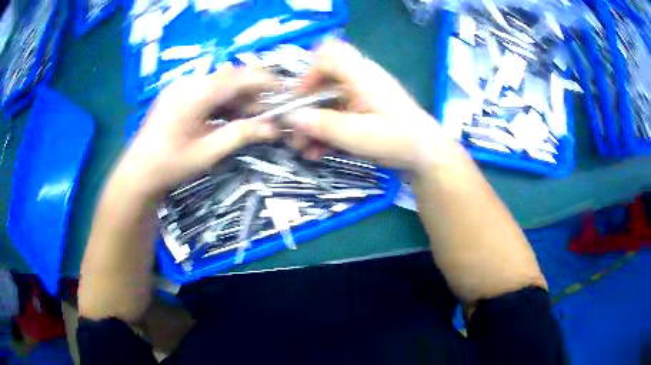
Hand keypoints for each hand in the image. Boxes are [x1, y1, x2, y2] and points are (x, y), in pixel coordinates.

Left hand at [117, 65, 278, 197]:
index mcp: (195, 94)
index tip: (284, 91)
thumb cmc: (170, 165)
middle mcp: (188, 83)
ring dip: (238, 98)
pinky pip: (207, 91)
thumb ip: (241, 135)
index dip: (264, 81)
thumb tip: (272, 128)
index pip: (238, 77)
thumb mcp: (208, 152)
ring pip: (219, 84)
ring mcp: (181, 87)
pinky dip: (223, 102)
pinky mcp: (177, 94)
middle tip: (269, 112)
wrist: (137, 173)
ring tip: (252, 117)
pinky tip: (230, 116)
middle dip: (252, 92)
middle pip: (229, 78)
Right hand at [284, 39, 453, 170]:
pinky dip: (323, 132)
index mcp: (362, 76)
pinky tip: (317, 152)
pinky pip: (334, 115)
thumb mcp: (359, 135)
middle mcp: (358, 81)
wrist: (426, 155)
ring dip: (311, 125)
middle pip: (321, 82)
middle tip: (295, 134)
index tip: (301, 100)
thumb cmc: (399, 140)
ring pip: (324, 102)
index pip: (329, 54)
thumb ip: (324, 125)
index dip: (309, 72)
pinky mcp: (360, 112)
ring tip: (304, 150)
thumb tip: (289, 117)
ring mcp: (359, 97)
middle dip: (304, 108)